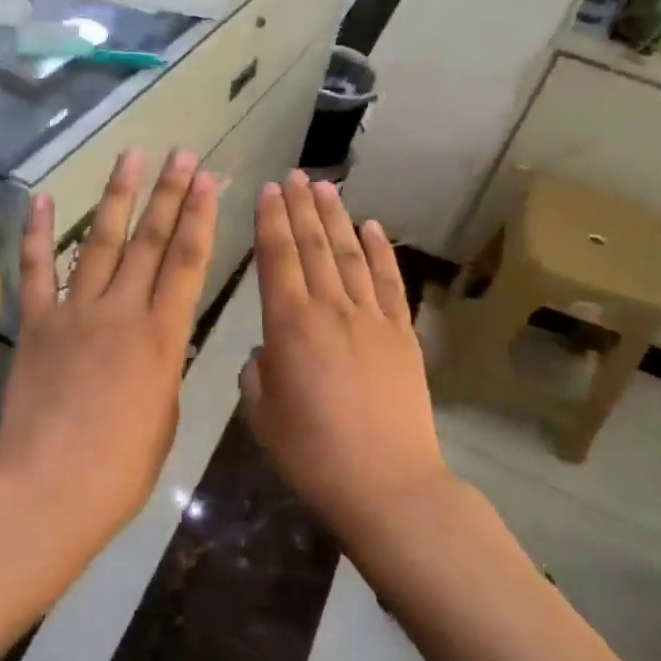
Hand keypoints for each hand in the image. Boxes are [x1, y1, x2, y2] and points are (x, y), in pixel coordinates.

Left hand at [0, 148, 219, 558]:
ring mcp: (75, 313)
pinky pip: (36, 271)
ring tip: (130, 156)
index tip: (208, 180)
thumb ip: (163, 367)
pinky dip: (38, 234)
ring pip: (100, 242)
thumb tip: (156, 343)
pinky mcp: (37, 324)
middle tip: (180, 154)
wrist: (49, 488)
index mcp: (163, 337)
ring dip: (117, 196)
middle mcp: (121, 311)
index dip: (199, 217)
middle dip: (168, 193)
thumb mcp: (164, 414)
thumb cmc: (120, 468)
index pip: (187, 262)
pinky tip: (43, 199)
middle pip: (149, 240)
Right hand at [242, 174, 451, 544]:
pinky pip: (390, 282)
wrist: (388, 485)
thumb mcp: (263, 416)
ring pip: (350, 255)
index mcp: (289, 326)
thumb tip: (269, 349)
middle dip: (300, 207)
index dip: (270, 221)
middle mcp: (331, 309)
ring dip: (337, 218)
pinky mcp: (402, 334)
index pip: (277, 258)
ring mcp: (372, 318)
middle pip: (313, 245)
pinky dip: (380, 251)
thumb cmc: (313, 455)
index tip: (267, 190)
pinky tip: (372, 227)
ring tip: (325, 188)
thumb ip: (258, 373)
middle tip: (293, 175)